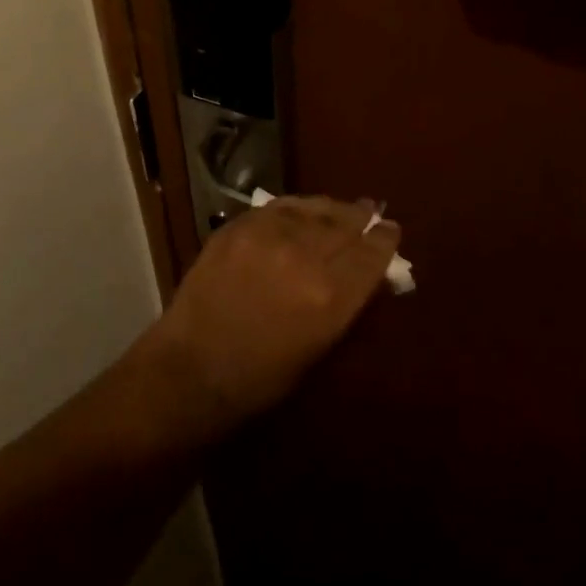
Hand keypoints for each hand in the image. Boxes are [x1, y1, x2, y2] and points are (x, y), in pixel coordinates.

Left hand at [129, 197, 399, 444]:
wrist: (194, 367)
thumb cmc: (262, 378)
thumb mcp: (320, 348)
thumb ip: (346, 304)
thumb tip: (366, 275)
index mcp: (331, 296)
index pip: (371, 255)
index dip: (385, 240)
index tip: (391, 231)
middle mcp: (304, 257)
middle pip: (344, 225)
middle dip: (361, 219)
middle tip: (370, 212)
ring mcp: (268, 236)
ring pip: (312, 209)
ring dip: (331, 209)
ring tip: (341, 208)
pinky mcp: (239, 226)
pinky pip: (278, 207)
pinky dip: (296, 207)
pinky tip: (302, 209)